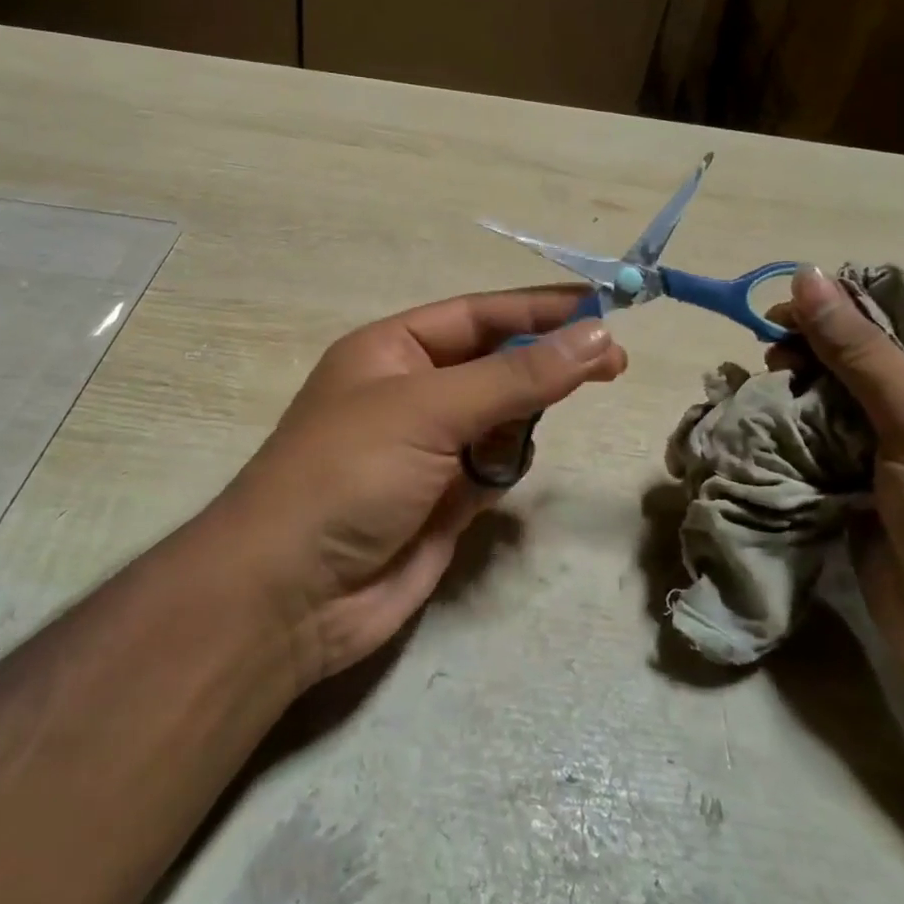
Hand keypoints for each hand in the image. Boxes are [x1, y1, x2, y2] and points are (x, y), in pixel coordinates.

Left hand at [213, 289, 626, 691]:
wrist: (289, 596)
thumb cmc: (349, 474)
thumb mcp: (429, 409)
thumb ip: (516, 375)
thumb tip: (597, 333)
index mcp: (392, 350)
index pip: (478, 315)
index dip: (540, 308)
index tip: (605, 306)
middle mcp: (411, 392)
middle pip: (495, 363)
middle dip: (544, 362)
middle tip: (613, 364)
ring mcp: (428, 448)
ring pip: (501, 416)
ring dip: (523, 419)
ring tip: (532, 430)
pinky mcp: (443, 500)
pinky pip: (494, 466)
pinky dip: (506, 466)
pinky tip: (497, 479)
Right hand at [771, 267, 903, 712]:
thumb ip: (859, 348)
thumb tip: (807, 276)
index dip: (902, 292)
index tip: (837, 301)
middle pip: (898, 342)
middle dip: (838, 334)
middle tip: (779, 334)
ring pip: (860, 386)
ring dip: (814, 374)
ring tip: (770, 370)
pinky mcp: (883, 480)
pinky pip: (841, 429)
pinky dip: (807, 416)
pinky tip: (773, 409)